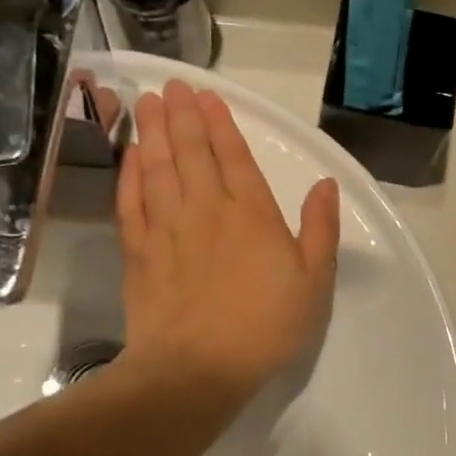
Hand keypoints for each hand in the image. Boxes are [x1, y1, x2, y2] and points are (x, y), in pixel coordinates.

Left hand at [111, 80, 339, 416]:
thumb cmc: (266, 326)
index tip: (206, 96)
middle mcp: (206, 210)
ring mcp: (167, 229)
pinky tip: (129, 157)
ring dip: (153, 133)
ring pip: (157, 168)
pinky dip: (129, 175)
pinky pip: (132, 202)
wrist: (196, 370)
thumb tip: (326, 184)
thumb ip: (320, 229)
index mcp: (252, 214)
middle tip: (171, 86)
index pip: (234, 157)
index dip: (220, 124)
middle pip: (190, 152)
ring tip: (147, 103)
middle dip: (182, 116)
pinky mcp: (139, 252)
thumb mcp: (314, 281)